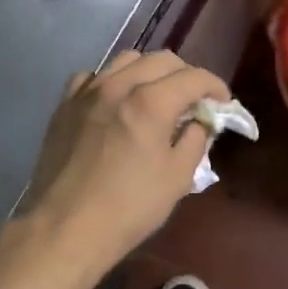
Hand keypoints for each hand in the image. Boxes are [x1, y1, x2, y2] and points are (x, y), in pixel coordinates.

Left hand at [21, 50, 229, 268]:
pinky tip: (115, 102)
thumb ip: (196, 139)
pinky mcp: (65, 105)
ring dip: (149, 71)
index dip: (215, 86)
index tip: (223, 103)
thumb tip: (198, 121)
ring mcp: (87, 92)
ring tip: (156, 96)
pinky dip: (111, 81)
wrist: (65, 228)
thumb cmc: (129, 207)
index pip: (194, 77)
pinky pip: (93, 77)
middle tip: (193, 100)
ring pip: (126, 60)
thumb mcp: (178, 177)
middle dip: (185, 75)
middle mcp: (119, 85)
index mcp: (151, 102)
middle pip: (162, 60)